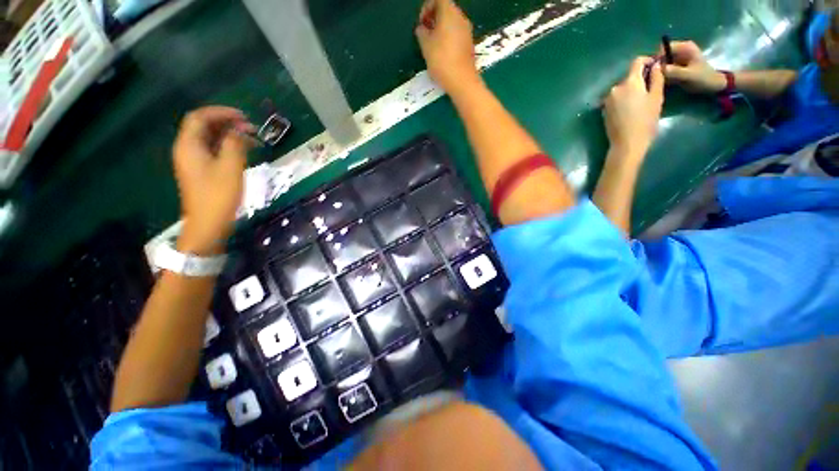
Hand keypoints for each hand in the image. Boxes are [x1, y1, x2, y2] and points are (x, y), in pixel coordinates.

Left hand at [173, 106, 254, 254]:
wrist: (208, 223)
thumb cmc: (218, 195)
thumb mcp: (230, 167)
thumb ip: (234, 144)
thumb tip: (239, 131)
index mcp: (189, 145)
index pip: (200, 117)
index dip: (221, 112)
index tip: (243, 116)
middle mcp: (187, 149)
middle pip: (204, 126)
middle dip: (227, 123)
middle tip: (251, 128)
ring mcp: (193, 161)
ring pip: (209, 139)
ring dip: (229, 135)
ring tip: (251, 139)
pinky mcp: (201, 171)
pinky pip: (212, 150)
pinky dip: (227, 146)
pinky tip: (243, 151)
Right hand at [415, 0, 478, 93]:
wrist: (461, 81)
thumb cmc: (441, 60)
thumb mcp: (425, 45)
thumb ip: (421, 32)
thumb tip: (422, 29)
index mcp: (450, 12)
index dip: (426, 8)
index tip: (421, 23)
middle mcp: (461, 18)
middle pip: (446, 10)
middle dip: (433, 19)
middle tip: (425, 34)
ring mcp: (467, 31)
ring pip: (452, 23)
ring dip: (440, 30)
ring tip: (432, 45)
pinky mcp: (469, 45)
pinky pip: (456, 35)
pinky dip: (448, 38)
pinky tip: (442, 53)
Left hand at [603, 57, 663, 159]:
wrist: (626, 143)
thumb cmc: (645, 121)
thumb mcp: (656, 97)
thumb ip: (656, 78)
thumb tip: (656, 65)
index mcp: (629, 82)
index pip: (636, 62)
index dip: (647, 61)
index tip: (655, 68)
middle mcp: (614, 88)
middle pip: (629, 77)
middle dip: (640, 79)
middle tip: (651, 90)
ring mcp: (607, 100)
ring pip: (622, 88)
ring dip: (632, 90)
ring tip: (641, 102)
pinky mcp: (604, 110)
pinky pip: (616, 99)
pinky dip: (624, 99)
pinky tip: (630, 110)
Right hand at [663, 40, 726, 93]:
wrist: (711, 85)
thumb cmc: (703, 78)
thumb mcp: (689, 75)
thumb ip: (675, 72)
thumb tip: (659, 69)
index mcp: (684, 47)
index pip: (664, 48)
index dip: (659, 58)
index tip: (657, 70)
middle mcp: (679, 51)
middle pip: (661, 56)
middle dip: (658, 67)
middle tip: (659, 78)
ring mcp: (676, 59)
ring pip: (661, 64)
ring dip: (660, 74)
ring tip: (664, 82)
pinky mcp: (675, 67)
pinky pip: (664, 70)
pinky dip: (663, 76)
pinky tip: (666, 83)